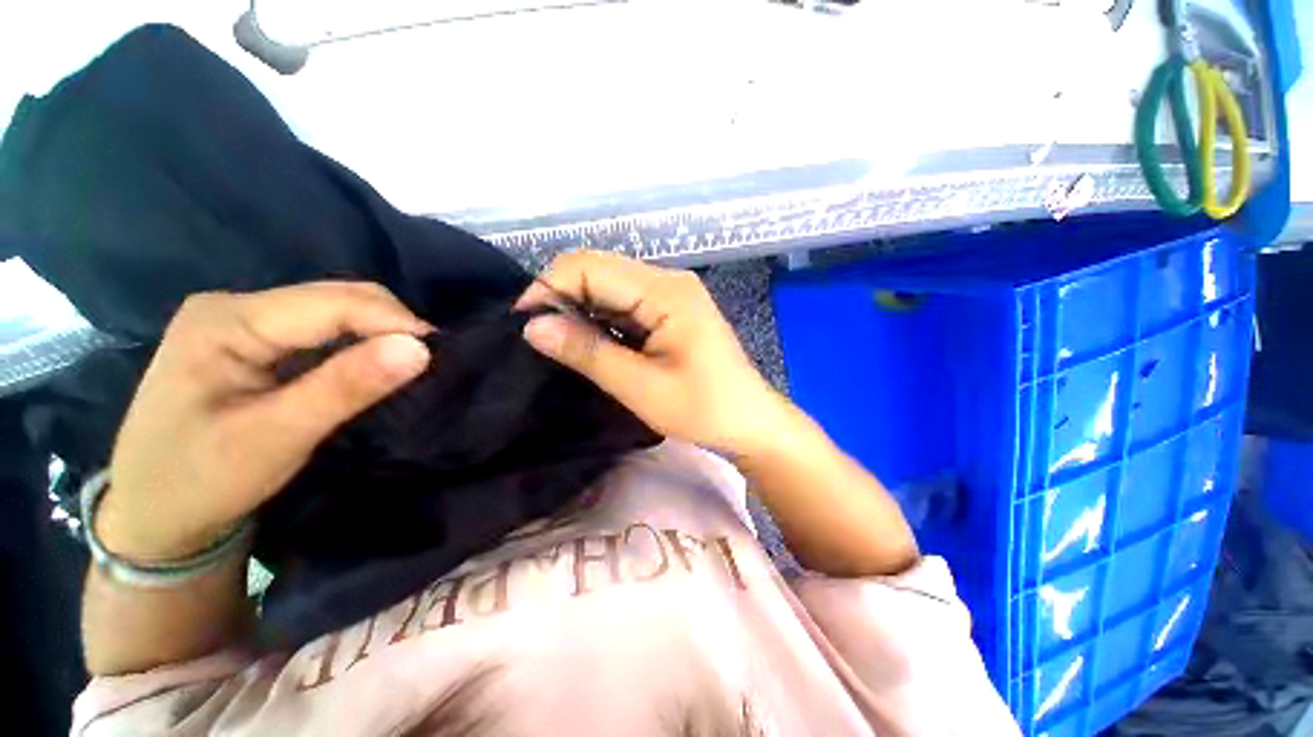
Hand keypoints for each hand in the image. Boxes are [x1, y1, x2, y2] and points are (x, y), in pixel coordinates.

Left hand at [101, 282, 431, 560]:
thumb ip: (347, 387)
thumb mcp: (275, 437)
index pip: (333, 302)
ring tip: (410, 364)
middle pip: (335, 297)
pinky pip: (322, 331)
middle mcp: (235, 307)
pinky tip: (374, 366)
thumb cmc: (200, 482)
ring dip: (378, 335)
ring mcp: (242, 322)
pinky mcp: (253, 343)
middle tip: (429, 363)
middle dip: (390, 325)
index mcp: (226, 320)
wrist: (153, 518)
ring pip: (333, 312)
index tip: (440, 355)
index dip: (394, 322)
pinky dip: (359, 345)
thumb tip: (420, 348)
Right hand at [518, 251, 792, 456]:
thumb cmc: (702, 409)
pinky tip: (593, 343)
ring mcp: (672, 294)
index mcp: (665, 291)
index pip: (590, 267)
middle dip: (563, 298)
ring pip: (610, 287)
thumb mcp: (640, 386)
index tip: (524, 325)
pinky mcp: (672, 310)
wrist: (749, 422)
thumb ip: (587, 352)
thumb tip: (533, 326)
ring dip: (582, 311)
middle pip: (599, 270)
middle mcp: (668, 280)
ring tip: (562, 345)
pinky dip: (603, 320)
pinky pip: (626, 303)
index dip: (550, 288)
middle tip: (541, 338)